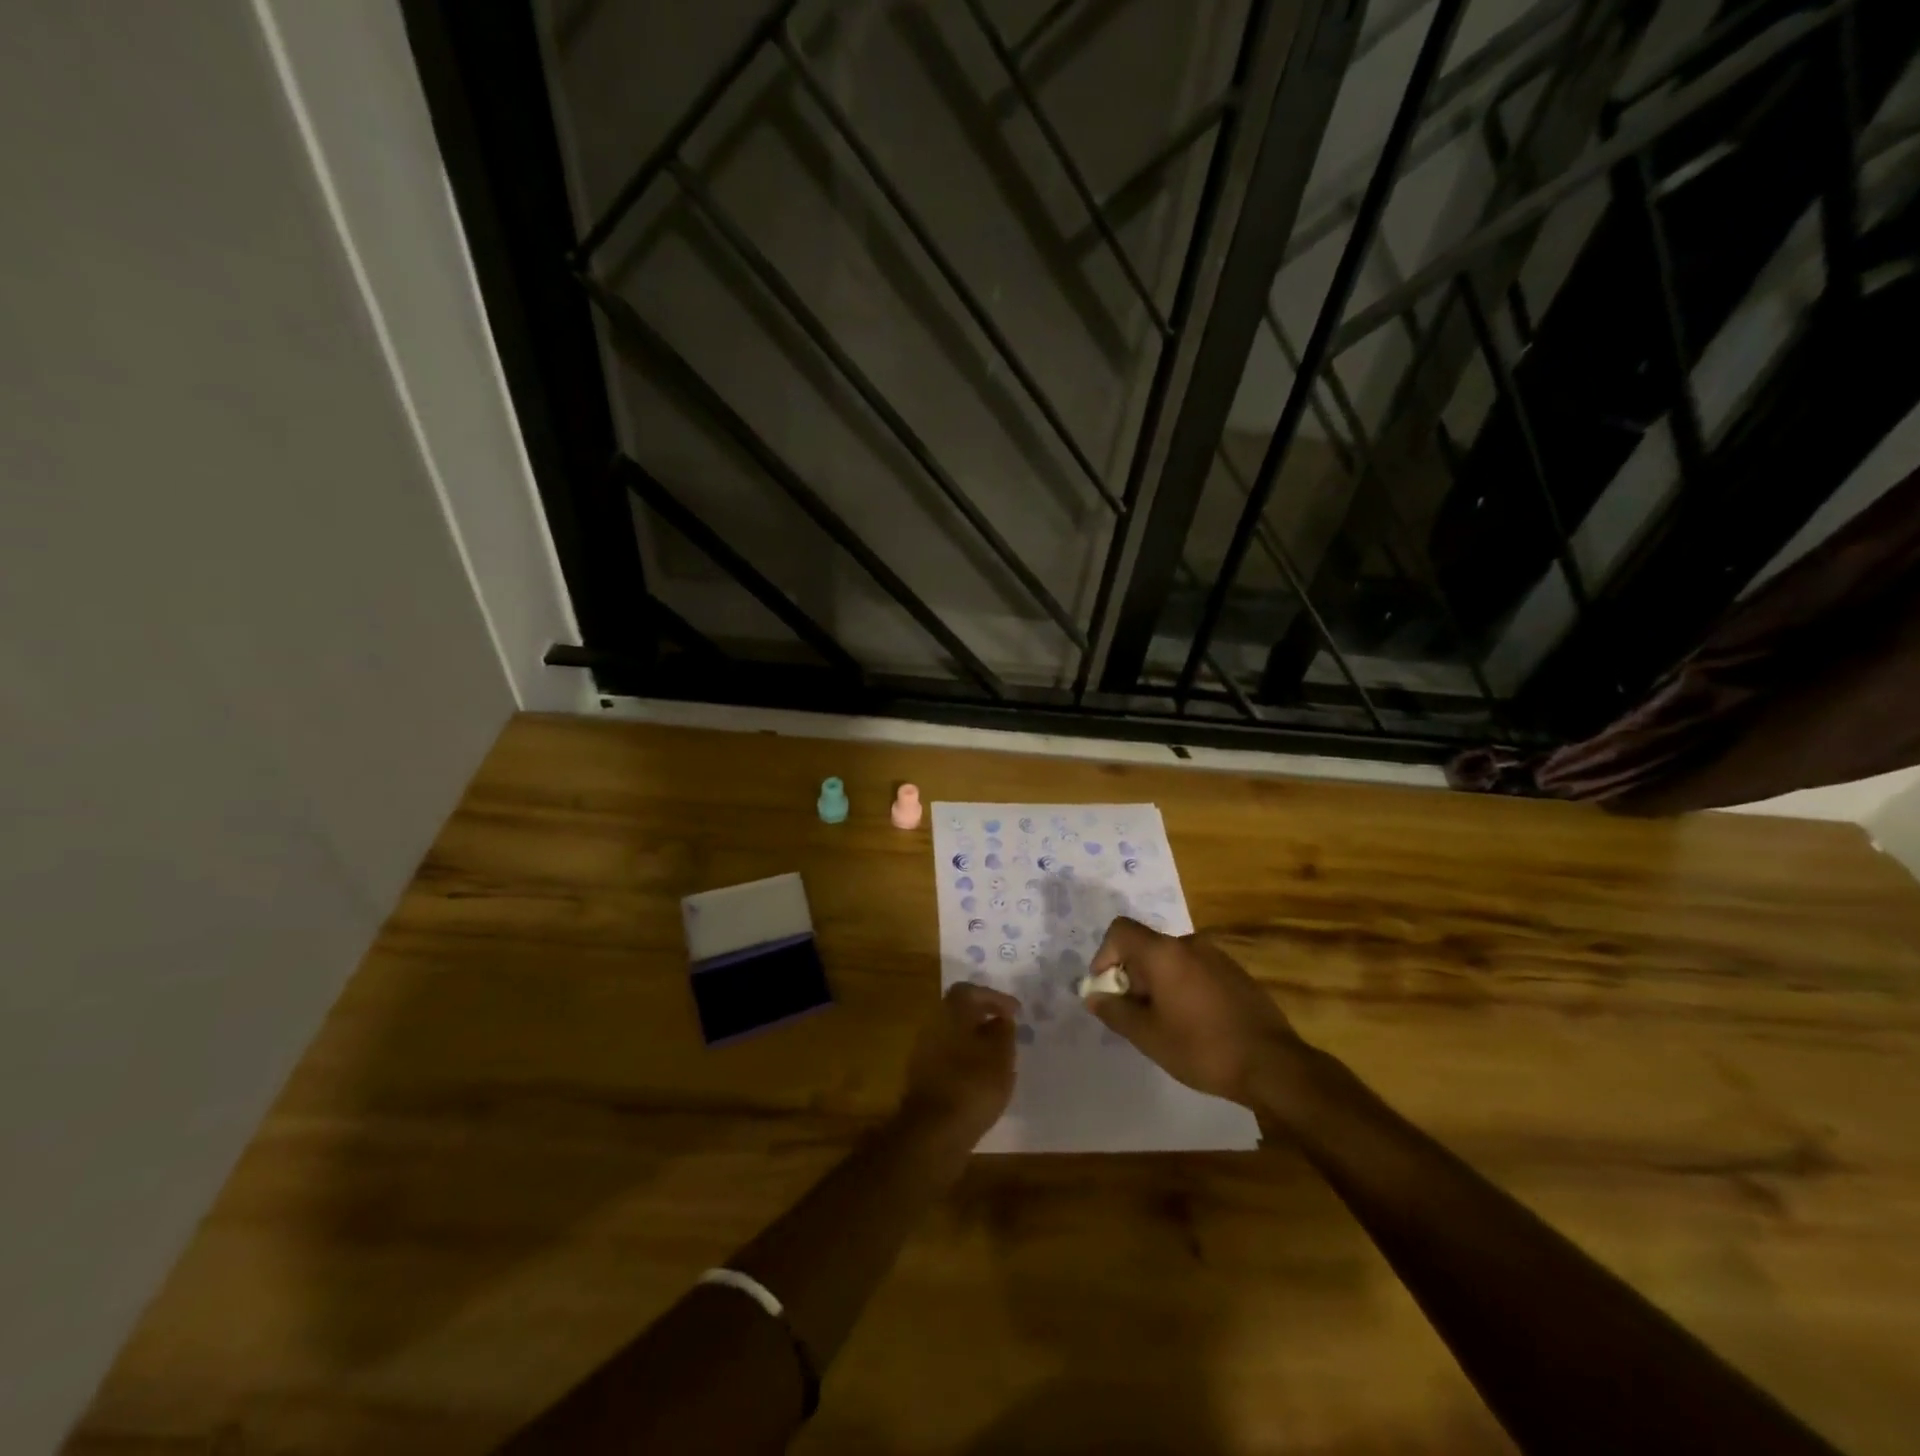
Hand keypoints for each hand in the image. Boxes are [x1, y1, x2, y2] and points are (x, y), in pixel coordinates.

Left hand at [900, 983, 1020, 1145]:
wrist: (933, 1131)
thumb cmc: (973, 1084)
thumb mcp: (1001, 1055)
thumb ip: (1004, 1032)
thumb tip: (1001, 1020)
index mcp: (950, 1011)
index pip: (970, 991)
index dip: (994, 998)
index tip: (1015, 1012)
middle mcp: (933, 1024)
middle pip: (959, 1012)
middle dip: (984, 1019)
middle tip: (1007, 1031)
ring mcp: (923, 1051)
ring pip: (953, 1035)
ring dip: (975, 1041)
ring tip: (999, 1057)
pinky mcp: (922, 1077)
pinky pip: (948, 1057)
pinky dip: (966, 1060)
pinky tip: (982, 1078)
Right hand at [1085, 917, 1300, 1107]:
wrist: (1273, 1065)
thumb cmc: (1202, 1048)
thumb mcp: (1148, 1036)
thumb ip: (1115, 1011)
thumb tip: (1094, 996)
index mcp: (1164, 952)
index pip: (1120, 930)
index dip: (1104, 955)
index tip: (1107, 989)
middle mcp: (1189, 943)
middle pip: (1146, 947)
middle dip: (1132, 976)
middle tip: (1135, 1015)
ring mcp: (1217, 956)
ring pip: (1171, 960)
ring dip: (1158, 983)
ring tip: (1165, 1023)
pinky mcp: (1236, 973)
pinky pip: (1195, 970)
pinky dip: (1183, 987)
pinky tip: (1194, 1024)